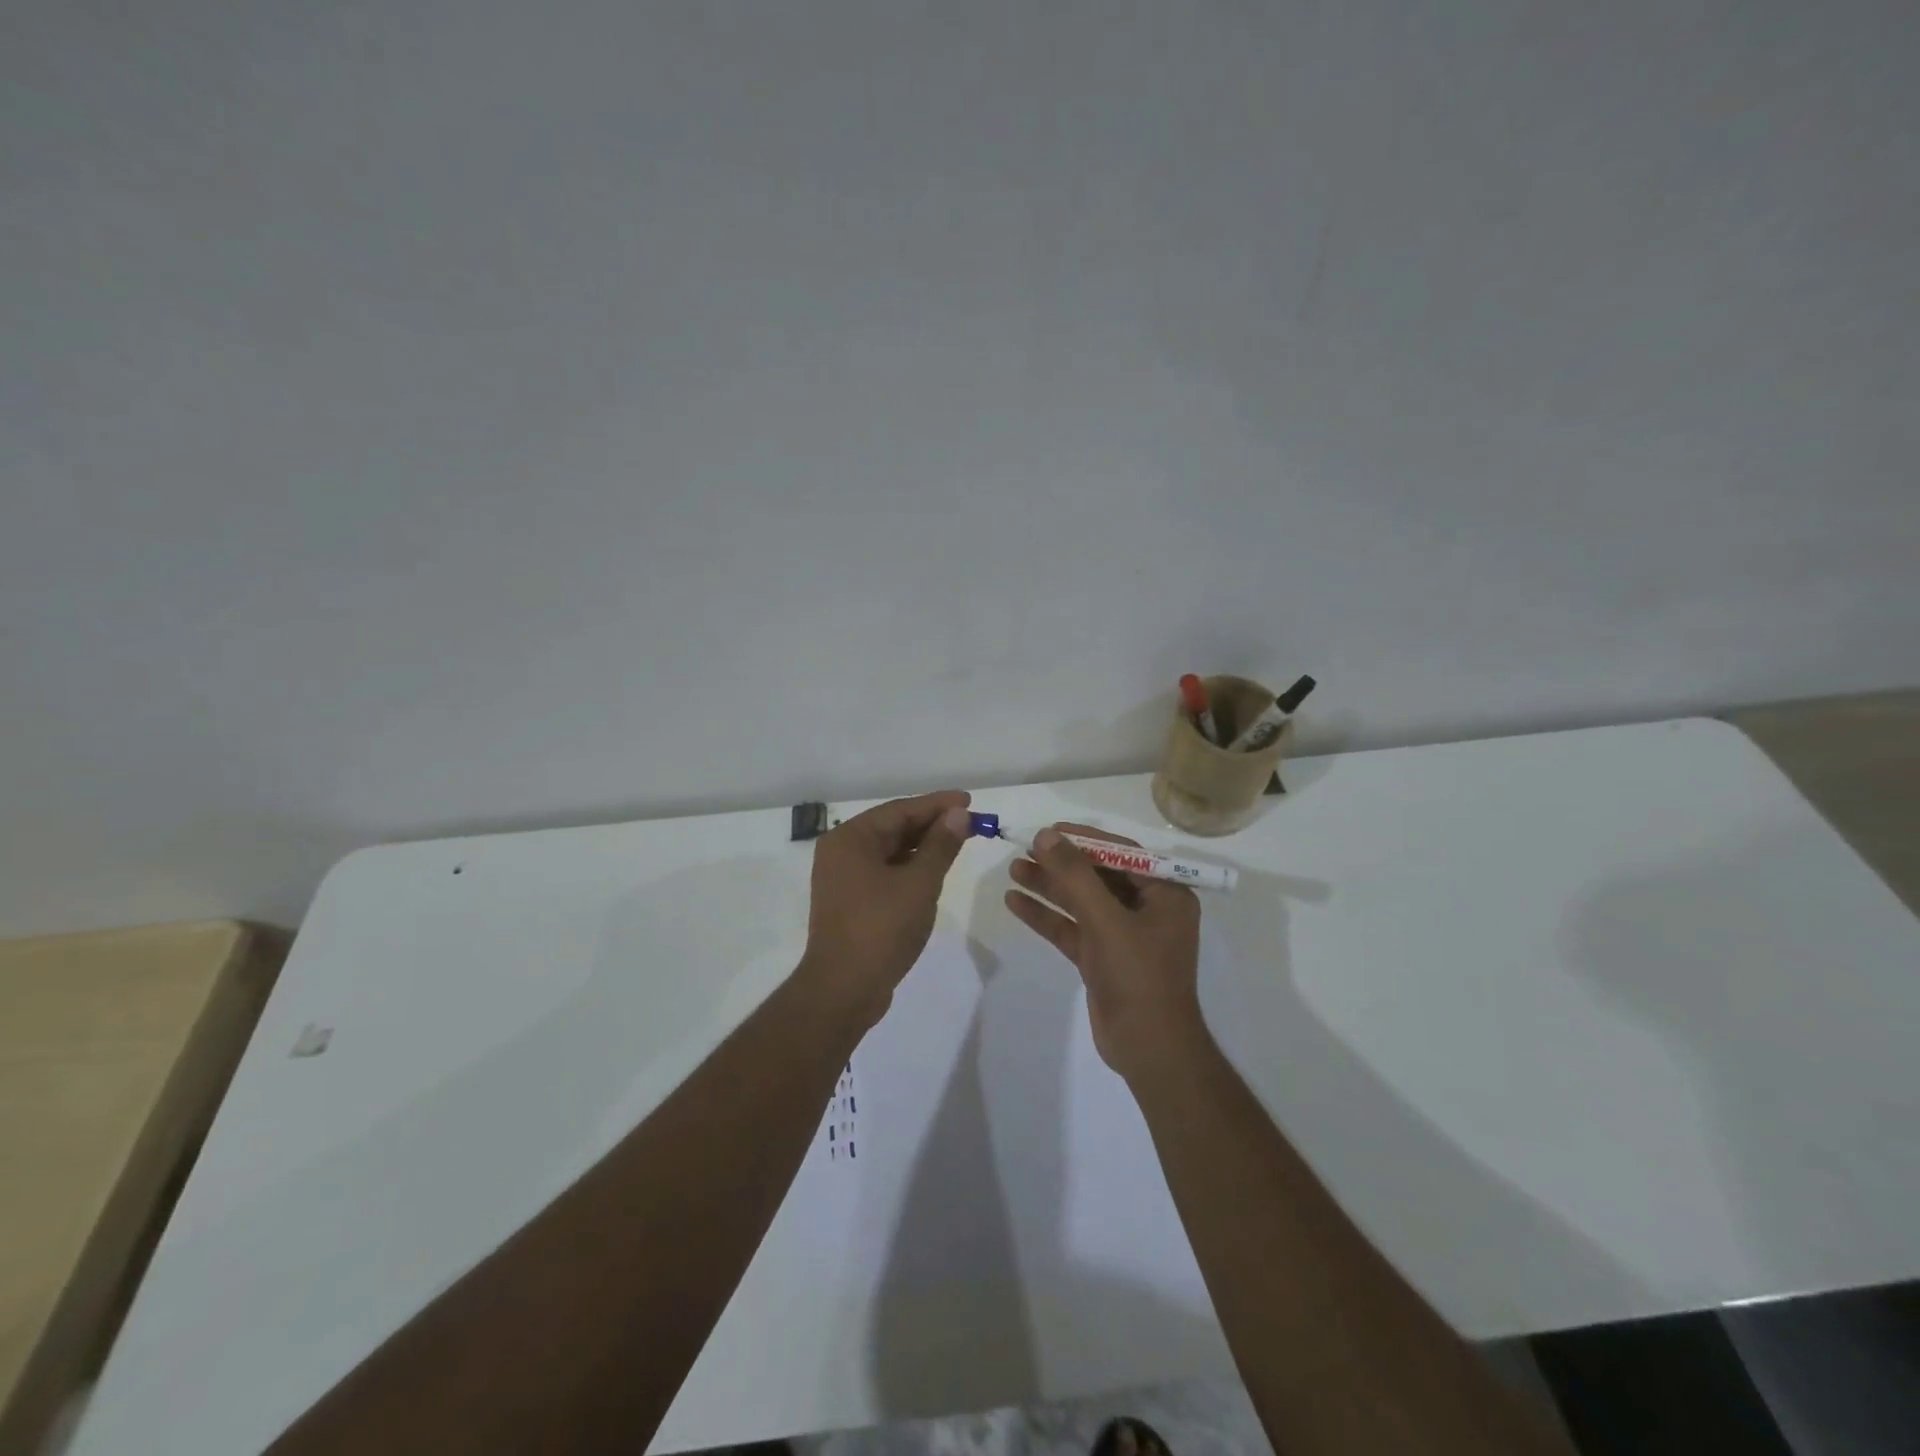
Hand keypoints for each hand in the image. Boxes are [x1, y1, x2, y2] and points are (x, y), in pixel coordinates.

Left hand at [801, 790, 972, 1021]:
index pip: (900, 810)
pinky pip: (883, 871)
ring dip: (922, 846)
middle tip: (969, 823)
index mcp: (850, 839)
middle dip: (932, 825)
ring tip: (957, 843)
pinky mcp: (850, 901)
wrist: (843, 990)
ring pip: (889, 851)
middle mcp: (841, 851)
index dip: (937, 805)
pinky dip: (909, 867)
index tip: (970, 801)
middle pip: (893, 827)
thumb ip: (941, 845)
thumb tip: (959, 814)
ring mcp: (842, 878)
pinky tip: (933, 871)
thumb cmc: (881, 929)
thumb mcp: (920, 883)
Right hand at [1005, 824, 1206, 1080]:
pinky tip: (1015, 902)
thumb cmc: (1139, 977)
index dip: (1084, 839)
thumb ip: (1075, 876)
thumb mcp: (1106, 921)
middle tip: (1024, 848)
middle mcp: (1147, 910)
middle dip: (1061, 863)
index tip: (1049, 830)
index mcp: (1165, 894)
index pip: (1122, 853)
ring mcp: (1123, 936)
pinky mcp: (1103, 959)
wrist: (1149, 1050)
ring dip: (1049, 887)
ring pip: (1081, 902)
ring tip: (1013, 869)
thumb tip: (1046, 836)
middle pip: (1098, 876)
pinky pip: (1072, 928)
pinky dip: (1047, 916)